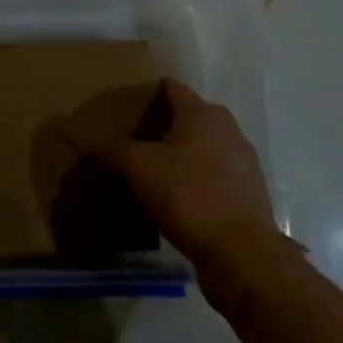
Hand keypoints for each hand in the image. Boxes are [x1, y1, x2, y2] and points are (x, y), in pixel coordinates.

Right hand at [92, 80, 293, 293]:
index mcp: (203, 113)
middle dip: (166, 124)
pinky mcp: (250, 192)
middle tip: (138, 138)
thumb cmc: (189, 196)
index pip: (173, 88)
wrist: (242, 254)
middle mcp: (228, 129)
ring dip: (184, 153)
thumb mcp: (139, 168)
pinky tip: (181, 196)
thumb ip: (114, 151)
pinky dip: (198, 178)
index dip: (151, 92)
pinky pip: (216, 174)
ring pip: (205, 146)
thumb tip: (92, 146)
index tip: (131, 103)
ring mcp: (244, 161)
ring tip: (157, 169)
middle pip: (191, 117)